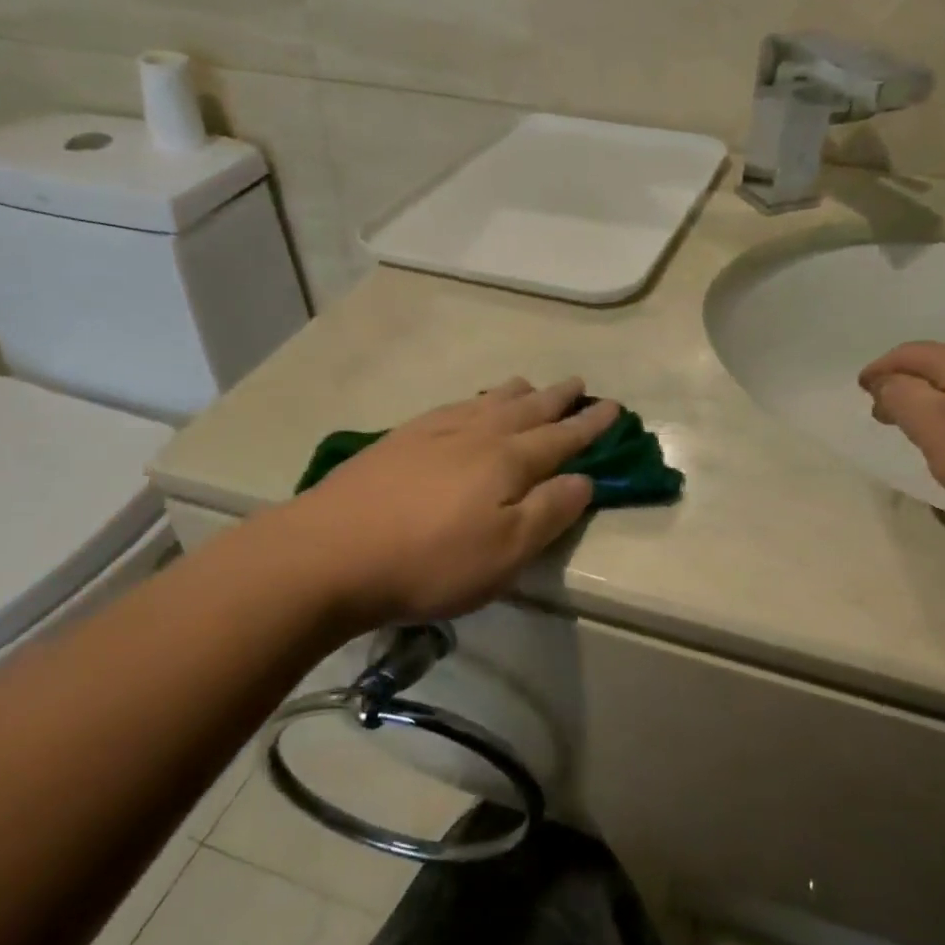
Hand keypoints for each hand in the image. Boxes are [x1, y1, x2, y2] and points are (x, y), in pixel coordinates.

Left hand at [288, 378, 619, 628]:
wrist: (330, 551)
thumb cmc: (430, 561)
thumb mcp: (505, 552)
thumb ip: (549, 513)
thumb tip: (584, 480)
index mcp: (509, 461)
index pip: (562, 438)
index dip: (590, 425)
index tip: (613, 408)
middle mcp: (477, 435)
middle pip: (527, 410)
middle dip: (557, 399)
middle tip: (578, 383)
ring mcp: (434, 432)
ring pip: (487, 402)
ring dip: (516, 393)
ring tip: (530, 385)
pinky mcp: (399, 440)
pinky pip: (452, 407)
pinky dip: (473, 401)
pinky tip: (468, 406)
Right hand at [859, 344, 944, 552]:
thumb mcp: (939, 432)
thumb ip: (904, 400)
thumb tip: (887, 381)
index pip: (911, 354)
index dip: (881, 369)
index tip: (861, 388)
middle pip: (941, 364)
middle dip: (906, 383)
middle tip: (884, 411)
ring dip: (937, 399)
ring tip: (922, 428)